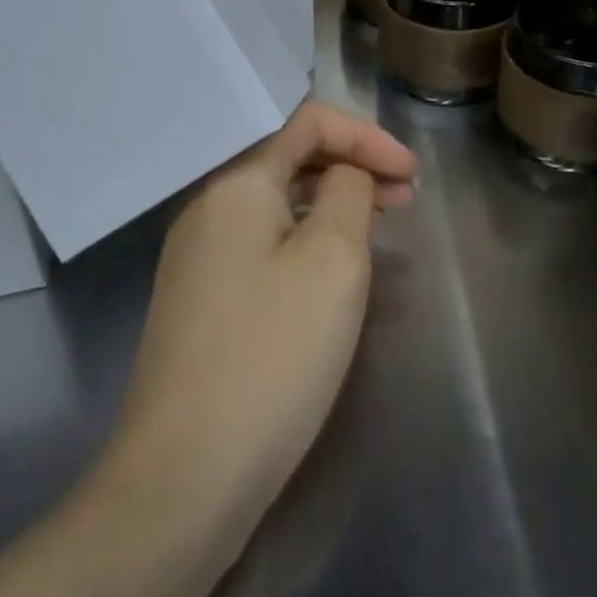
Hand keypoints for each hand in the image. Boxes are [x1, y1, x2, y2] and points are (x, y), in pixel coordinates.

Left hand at [112, 102, 415, 531]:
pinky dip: (303, 238)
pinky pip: (260, 242)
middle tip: (404, 198)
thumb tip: (345, 174)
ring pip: (276, 203)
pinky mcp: (199, 298)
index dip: (366, 135)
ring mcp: (197, 254)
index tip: (411, 174)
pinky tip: (329, 271)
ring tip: (377, 229)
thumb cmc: (272, 354)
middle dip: (351, 166)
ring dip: (329, 203)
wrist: (184, 474)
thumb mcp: (332, 261)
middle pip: (289, 158)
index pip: (307, 123)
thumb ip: (348, 193)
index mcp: (237, 183)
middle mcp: (208, 206)